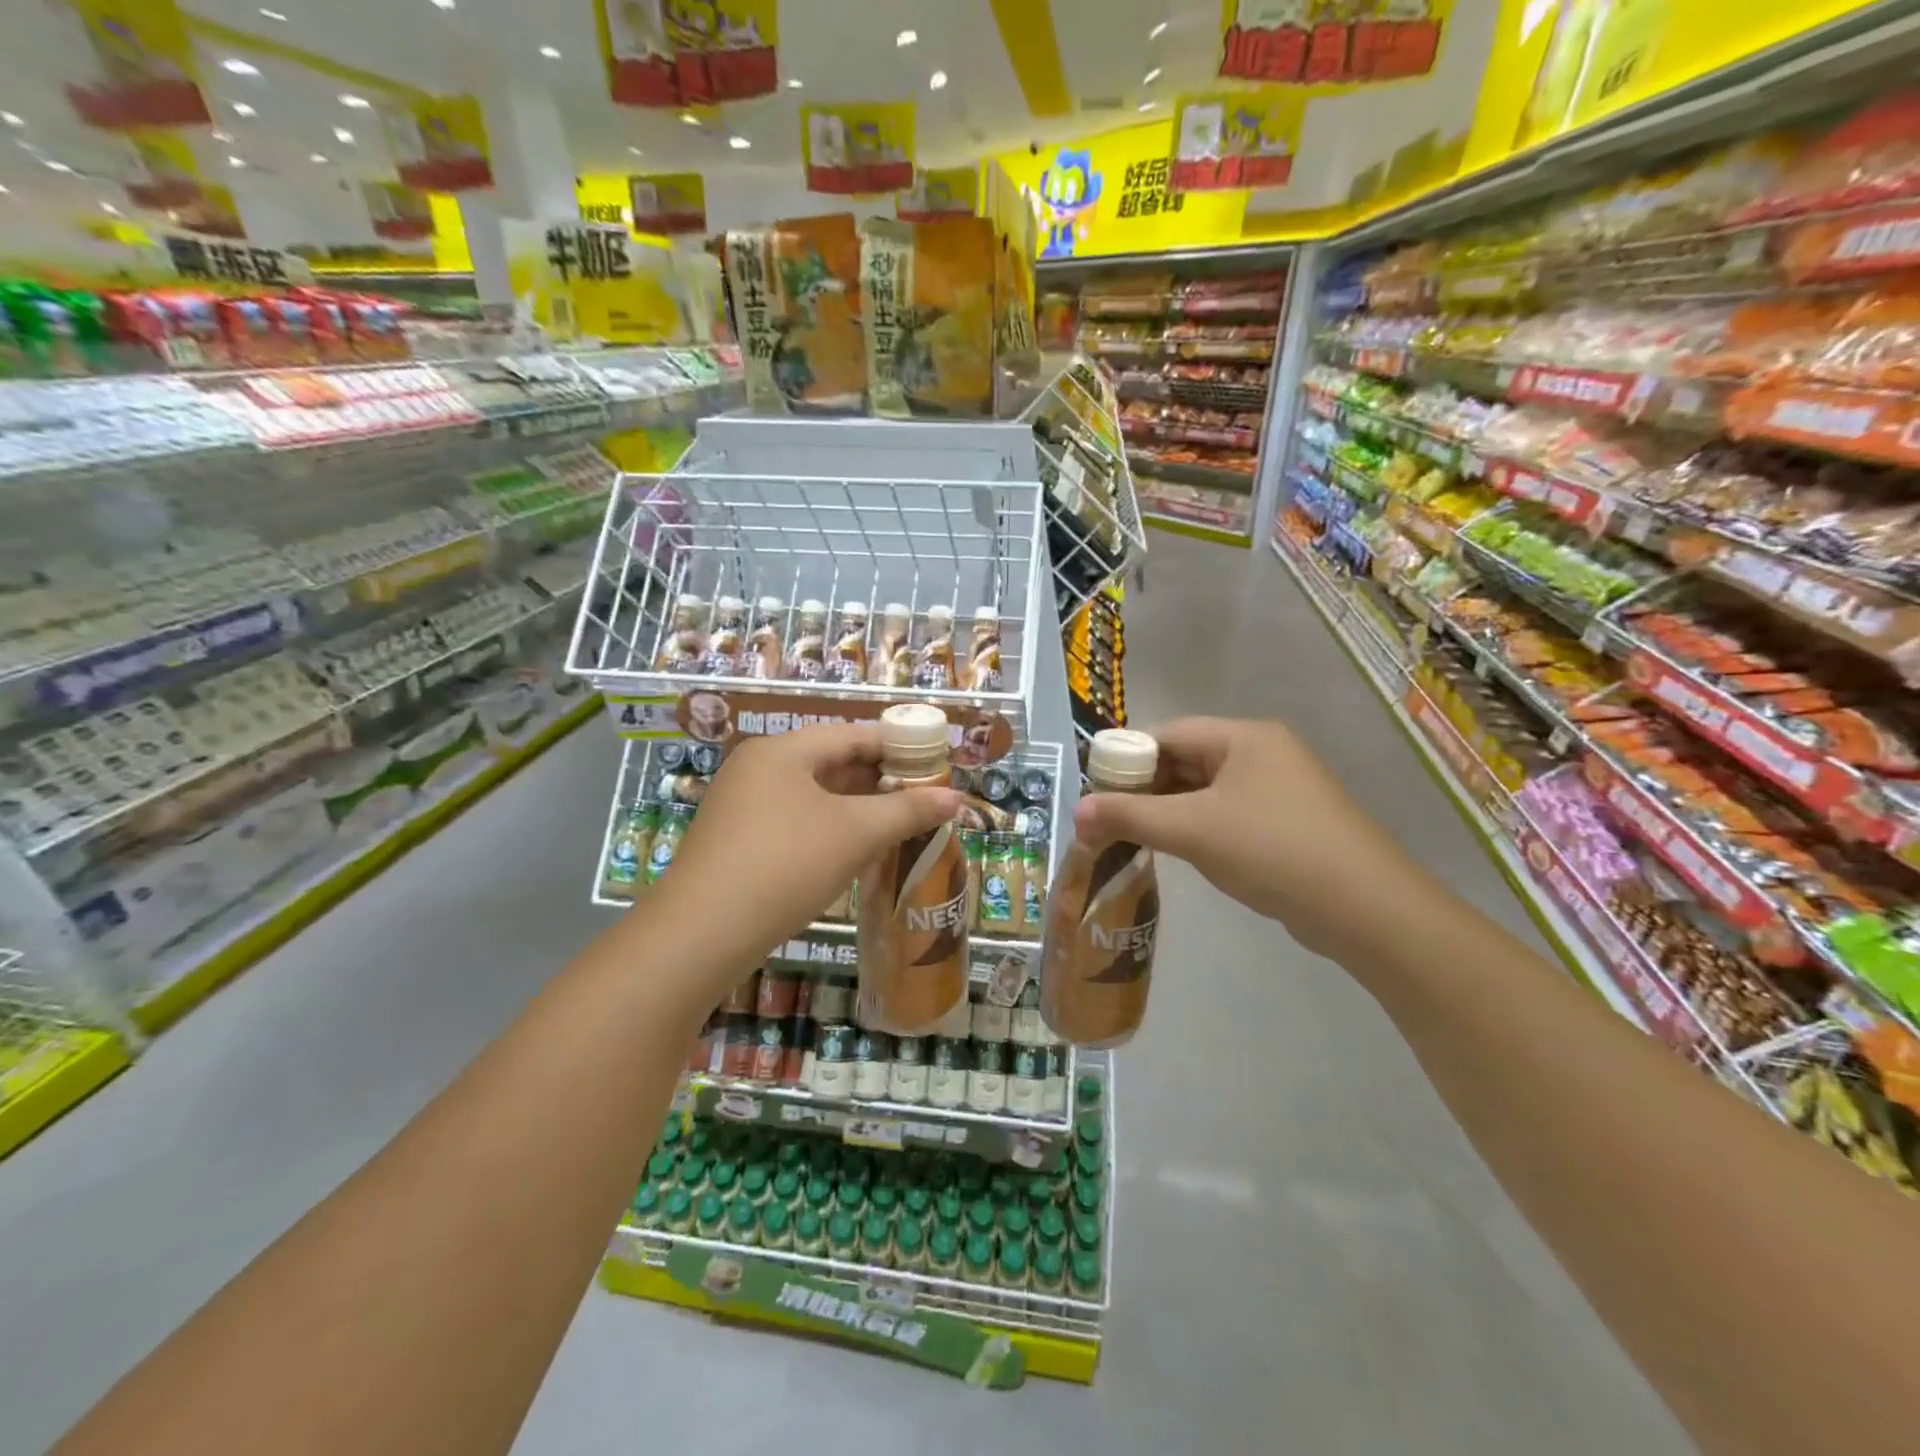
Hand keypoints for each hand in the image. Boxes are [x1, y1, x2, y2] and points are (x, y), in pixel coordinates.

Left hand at [648, 722, 961, 982]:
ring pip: (813, 796)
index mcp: (781, 751)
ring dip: (856, 807)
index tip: (934, 762)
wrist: (701, 934)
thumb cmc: (785, 865)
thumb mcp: (855, 834)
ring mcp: (742, 806)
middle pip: (830, 762)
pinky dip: (830, 829)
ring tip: (899, 822)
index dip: (897, 746)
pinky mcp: (737, 841)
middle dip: (879, 780)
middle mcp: (757, 769)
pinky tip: (856, 850)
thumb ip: (907, 811)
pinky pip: (795, 822)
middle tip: (923, 796)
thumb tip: (956, 798)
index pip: (851, 735)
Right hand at [1073, 717, 1430, 960]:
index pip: (1168, 734)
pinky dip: (1196, 827)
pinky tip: (1176, 850)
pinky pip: (1226, 814)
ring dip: (1167, 811)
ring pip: (1205, 791)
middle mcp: (1262, 753)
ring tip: (1129, 836)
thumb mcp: (1192, 830)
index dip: (1126, 757)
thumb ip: (1130, 817)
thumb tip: (1075, 812)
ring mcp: (1278, 790)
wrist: (1364, 908)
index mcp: (1243, 737)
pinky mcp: (1287, 824)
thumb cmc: (1271, 849)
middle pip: (1186, 760)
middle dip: (1144, 788)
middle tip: (1104, 817)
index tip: (1093, 787)